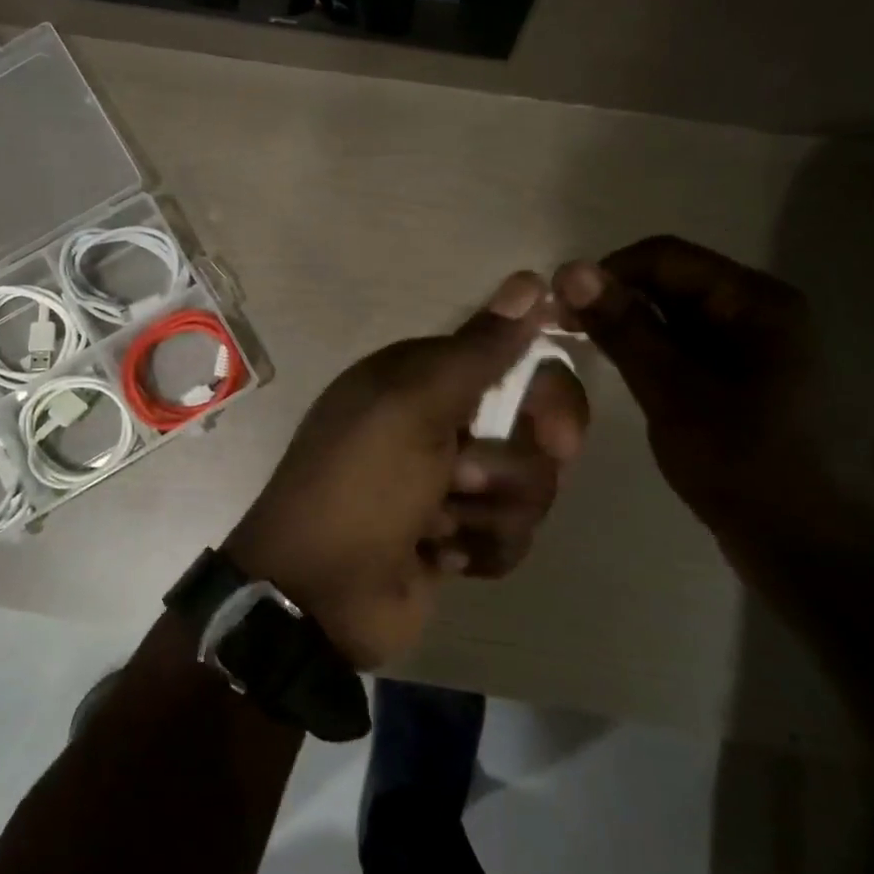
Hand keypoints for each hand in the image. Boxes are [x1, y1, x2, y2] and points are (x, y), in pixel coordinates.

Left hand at [224, 272, 589, 669]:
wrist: (318, 595)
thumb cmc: (362, 485)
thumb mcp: (413, 406)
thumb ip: (477, 349)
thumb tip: (530, 279)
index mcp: (425, 380)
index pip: (520, 366)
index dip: (548, 396)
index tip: (554, 431)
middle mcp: (443, 424)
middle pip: (535, 434)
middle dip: (511, 470)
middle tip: (471, 485)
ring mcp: (453, 485)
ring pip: (527, 491)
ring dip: (485, 516)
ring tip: (432, 527)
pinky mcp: (460, 538)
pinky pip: (510, 537)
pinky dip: (477, 549)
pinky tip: (435, 556)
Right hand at [553, 236, 873, 559]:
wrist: (814, 552)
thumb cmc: (746, 467)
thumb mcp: (674, 394)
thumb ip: (625, 329)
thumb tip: (572, 271)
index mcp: (758, 302)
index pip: (666, 257)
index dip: (606, 273)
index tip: (556, 308)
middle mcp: (764, 313)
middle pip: (674, 283)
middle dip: (616, 301)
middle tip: (561, 334)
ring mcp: (760, 350)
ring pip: (679, 319)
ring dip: (631, 330)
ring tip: (585, 356)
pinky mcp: (750, 384)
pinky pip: (691, 351)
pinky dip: (654, 356)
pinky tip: (625, 378)